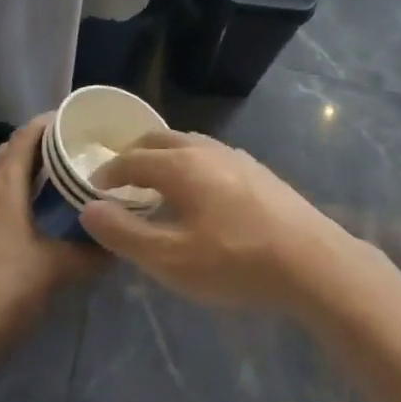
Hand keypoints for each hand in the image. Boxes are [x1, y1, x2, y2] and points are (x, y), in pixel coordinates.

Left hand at [0, 117, 99, 371]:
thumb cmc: (1, 290)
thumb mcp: (55, 270)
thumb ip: (90, 253)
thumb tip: (117, 243)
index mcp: (4, 183)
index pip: (28, 133)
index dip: (54, 122)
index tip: (83, 124)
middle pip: (14, 148)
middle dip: (44, 145)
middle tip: (77, 153)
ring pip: (0, 171)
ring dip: (26, 168)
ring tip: (59, 180)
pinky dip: (13, 189)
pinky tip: (33, 213)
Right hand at [80, 131, 356, 313]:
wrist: (311, 261)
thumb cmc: (234, 262)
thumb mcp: (171, 259)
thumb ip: (125, 234)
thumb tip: (90, 209)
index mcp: (180, 164)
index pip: (132, 158)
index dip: (108, 171)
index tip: (93, 186)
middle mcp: (206, 149)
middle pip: (160, 140)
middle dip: (134, 154)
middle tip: (119, 177)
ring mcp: (235, 157)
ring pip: (188, 144)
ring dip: (164, 157)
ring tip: (155, 183)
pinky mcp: (257, 171)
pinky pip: (210, 155)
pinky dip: (189, 164)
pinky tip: (198, 192)